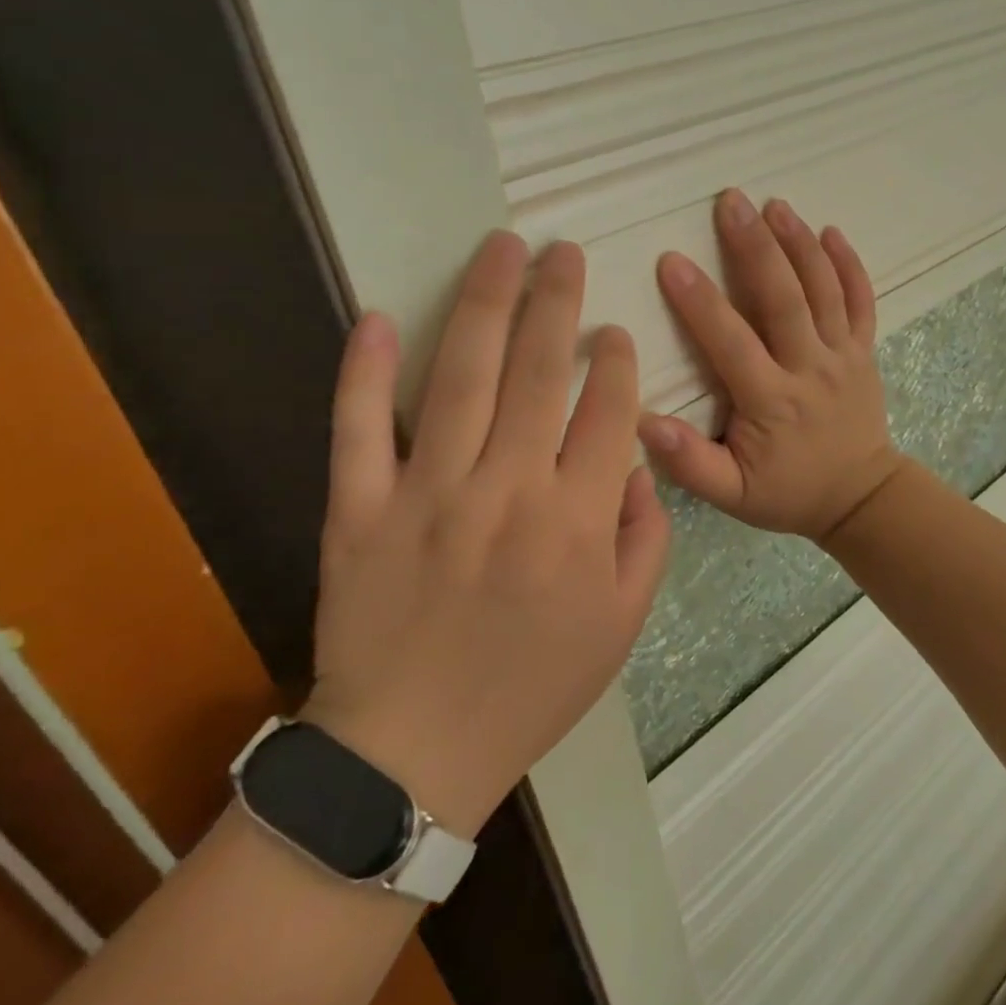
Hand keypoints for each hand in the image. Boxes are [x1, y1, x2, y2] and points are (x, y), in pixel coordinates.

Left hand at [304, 233, 670, 839]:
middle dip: (557, 301)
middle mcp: (508, 491)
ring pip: (462, 378)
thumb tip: (637, 466)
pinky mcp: (359, 510)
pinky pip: (360, 429)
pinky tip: (381, 317)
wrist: (412, 756)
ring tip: (502, 249)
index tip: (614, 332)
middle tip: (562, 251)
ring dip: (485, 305)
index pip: (607, 412)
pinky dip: (366, 371)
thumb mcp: (621, 626)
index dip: (616, 362)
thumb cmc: (530, 688)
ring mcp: (428, 495)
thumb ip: (646, 539)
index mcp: (576, 522)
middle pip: (539, 373)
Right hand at [639, 189, 904, 542]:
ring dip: (799, 243)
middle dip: (756, 247)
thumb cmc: (788, 492)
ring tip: (775, 204)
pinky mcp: (864, 350)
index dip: (700, 302)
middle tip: (731, 202)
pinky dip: (849, 265)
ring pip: (824, 290)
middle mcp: (810, 368)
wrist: (861, 498)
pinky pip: (861, 301)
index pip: (731, 342)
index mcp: (772, 401)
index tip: (672, 260)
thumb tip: (644, 422)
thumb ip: (690, 463)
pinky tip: (831, 231)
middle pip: (784, 299)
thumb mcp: (732, 495)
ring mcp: (843, 355)